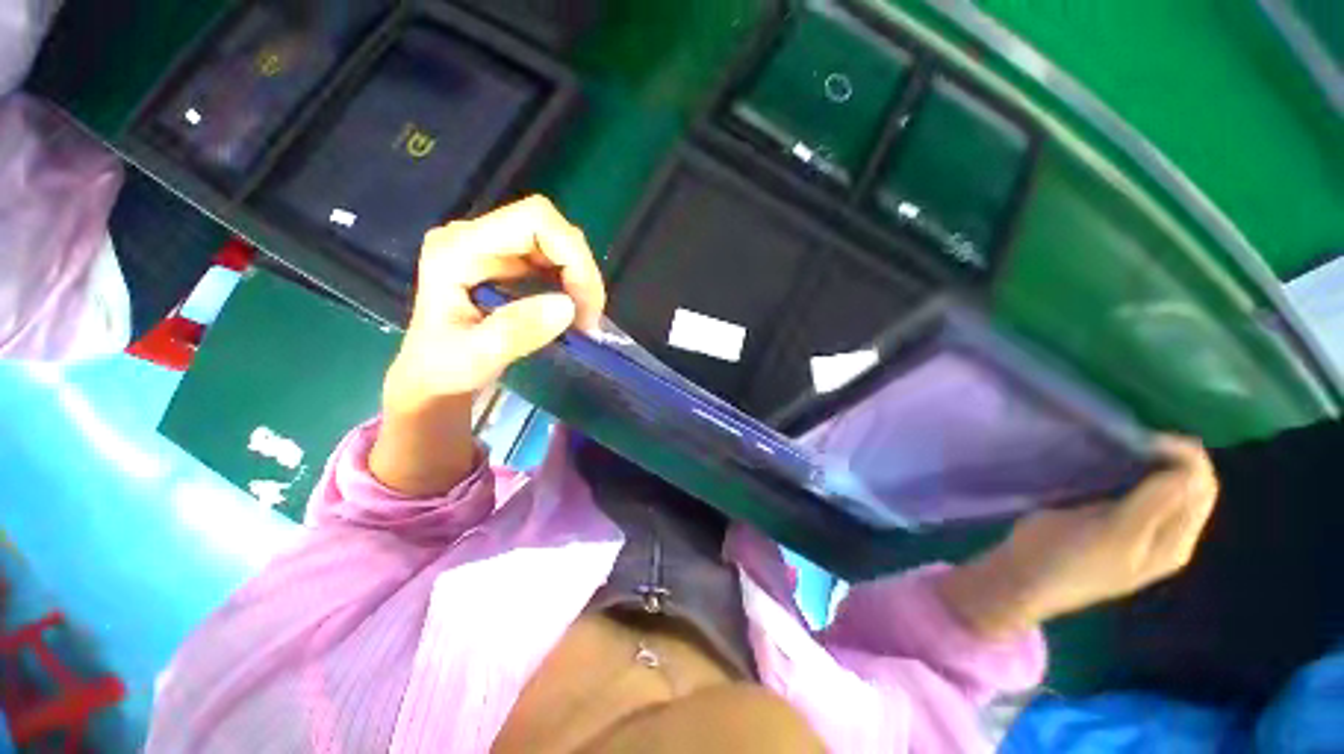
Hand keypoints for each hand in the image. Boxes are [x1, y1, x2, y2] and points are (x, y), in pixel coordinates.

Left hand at [383, 195, 606, 415]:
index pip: (533, 221)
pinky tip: (573, 311)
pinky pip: (553, 260)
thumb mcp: (475, 357)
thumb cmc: (444, 371)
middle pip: (550, 228)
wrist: (433, 380)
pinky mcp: (507, 262)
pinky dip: (573, 284)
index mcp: (458, 249)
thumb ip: (515, 331)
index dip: (571, 255)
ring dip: (580, 280)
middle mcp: (475, 237)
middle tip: (589, 318)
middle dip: (581, 271)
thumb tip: (567, 306)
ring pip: (557, 243)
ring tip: (584, 319)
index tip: (583, 305)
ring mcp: (492, 247)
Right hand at [938, 438, 1218, 639]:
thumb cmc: (1070, 559)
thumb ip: (1154, 504)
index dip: (1185, 457)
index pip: (1201, 488)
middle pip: (1189, 484)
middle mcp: (1166, 533)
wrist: (1025, 577)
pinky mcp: (1111, 518)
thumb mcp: (1114, 535)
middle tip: (1131, 439)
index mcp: (1174, 542)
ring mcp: (1138, 526)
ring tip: (1121, 447)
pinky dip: (1131, 469)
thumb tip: (1188, 467)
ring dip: (1151, 461)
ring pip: (1165, 483)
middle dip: (1170, 455)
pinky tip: (1110, 463)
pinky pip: (1137, 487)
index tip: (1145, 438)